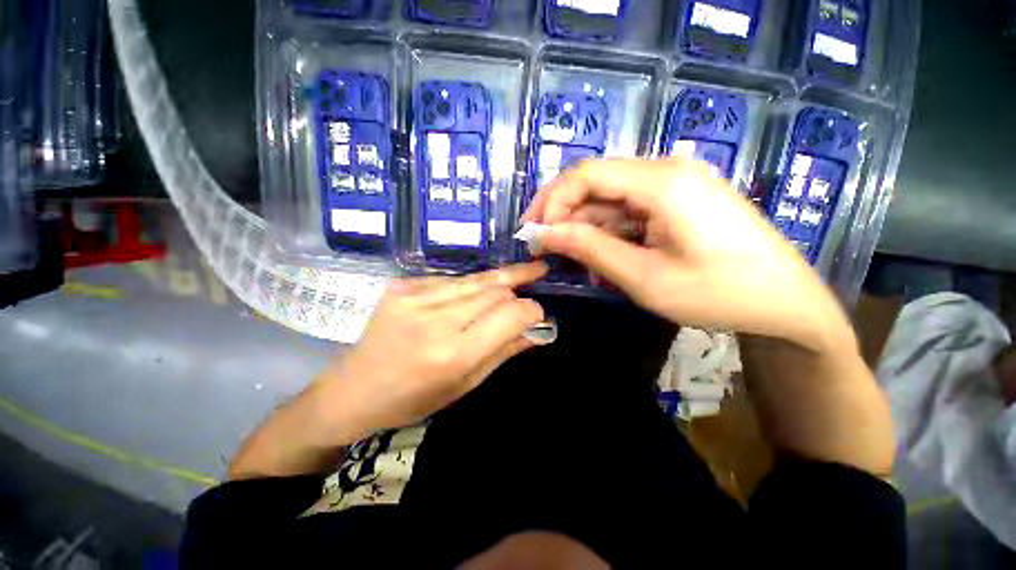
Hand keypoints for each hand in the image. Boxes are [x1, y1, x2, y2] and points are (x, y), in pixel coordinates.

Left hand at [313, 262, 548, 437]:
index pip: (509, 315)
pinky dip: (470, 284)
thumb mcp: (465, 384)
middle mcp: (436, 319)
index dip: (531, 310)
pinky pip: (451, 279)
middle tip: (537, 275)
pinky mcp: (403, 285)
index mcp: (454, 353)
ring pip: (475, 279)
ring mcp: (415, 297)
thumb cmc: (414, 398)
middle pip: (494, 291)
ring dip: (501, 277)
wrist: (354, 389)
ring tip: (525, 268)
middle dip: (519, 286)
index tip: (539, 313)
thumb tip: (538, 330)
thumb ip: (504, 352)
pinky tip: (479, 288)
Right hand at [522, 158, 853, 351]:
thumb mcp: (644, 277)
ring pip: (611, 200)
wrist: (786, 305)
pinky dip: (610, 234)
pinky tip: (606, 261)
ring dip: (587, 230)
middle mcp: (667, 172)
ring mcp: (675, 185)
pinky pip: (630, 211)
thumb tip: (544, 234)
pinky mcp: (679, 202)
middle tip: (545, 248)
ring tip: (579, 265)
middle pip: (597, 183)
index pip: (586, 174)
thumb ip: (590, 249)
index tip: (536, 234)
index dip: (552, 201)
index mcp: (662, 182)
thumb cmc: (718, 294)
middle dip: (564, 215)